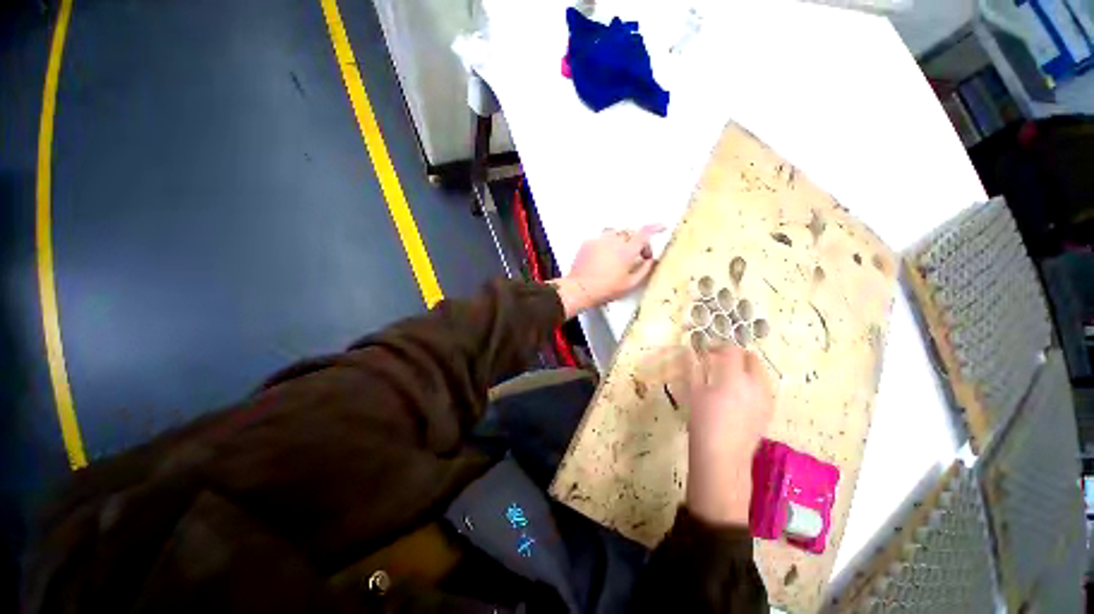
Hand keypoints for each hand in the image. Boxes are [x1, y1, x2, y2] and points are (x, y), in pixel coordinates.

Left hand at [551, 225, 664, 318]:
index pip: (645, 233)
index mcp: (627, 251)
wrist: (580, 289)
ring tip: (620, 254)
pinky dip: (607, 244)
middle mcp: (614, 241)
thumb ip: (644, 270)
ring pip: (616, 233)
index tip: (661, 227)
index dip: (655, 228)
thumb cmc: (605, 289)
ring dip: (621, 240)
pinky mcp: (588, 242)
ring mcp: (600, 240)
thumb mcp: (630, 284)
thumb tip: (650, 261)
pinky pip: (602, 238)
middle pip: (630, 233)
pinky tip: (604, 257)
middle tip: (637, 255)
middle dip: (637, 241)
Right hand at [677, 345, 774, 525]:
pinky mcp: (769, 411)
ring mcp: (765, 398)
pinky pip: (764, 387)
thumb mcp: (693, 392)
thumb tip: (690, 352)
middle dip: (736, 354)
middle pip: (752, 358)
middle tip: (718, 360)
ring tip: (728, 376)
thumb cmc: (703, 421)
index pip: (731, 350)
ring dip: (746, 367)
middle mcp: (755, 384)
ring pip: (761, 372)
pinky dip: (753, 382)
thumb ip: (694, 368)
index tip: (706, 350)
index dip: (718, 346)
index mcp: (734, 376)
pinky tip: (739, 394)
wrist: (723, 456)